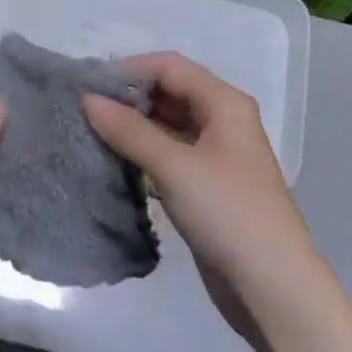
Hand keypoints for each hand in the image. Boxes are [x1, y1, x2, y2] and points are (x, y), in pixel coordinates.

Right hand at [84, 53, 339, 351]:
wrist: (271, 284)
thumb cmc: (227, 213)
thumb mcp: (175, 166)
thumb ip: (130, 131)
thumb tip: (88, 99)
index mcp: (224, 103)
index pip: (170, 67)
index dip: (129, 70)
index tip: (85, 85)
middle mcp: (222, 121)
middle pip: (169, 93)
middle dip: (128, 99)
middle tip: (81, 111)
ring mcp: (215, 156)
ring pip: (167, 126)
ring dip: (132, 128)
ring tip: (88, 134)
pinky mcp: (206, 186)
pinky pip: (169, 156)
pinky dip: (143, 154)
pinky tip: (113, 163)